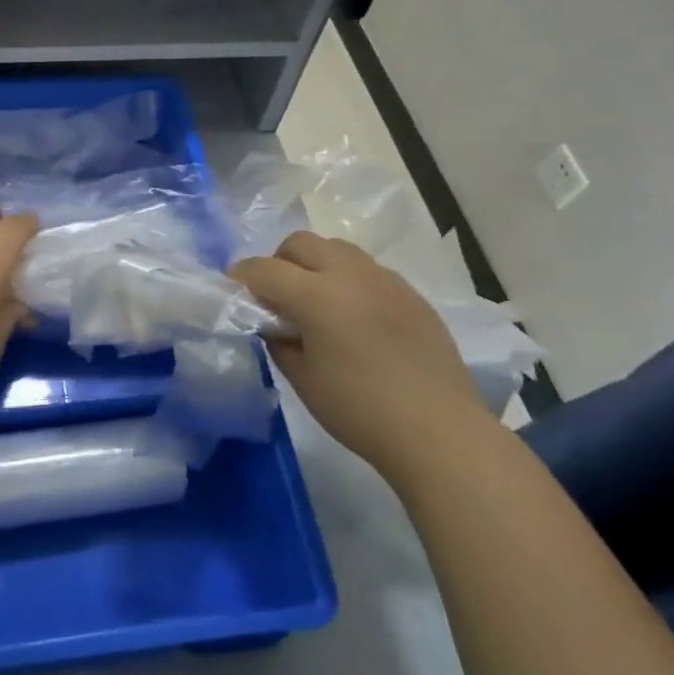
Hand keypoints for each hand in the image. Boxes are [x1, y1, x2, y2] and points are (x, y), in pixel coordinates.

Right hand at [232, 232, 483, 473]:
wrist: (440, 431)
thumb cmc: (361, 410)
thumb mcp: (304, 380)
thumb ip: (280, 342)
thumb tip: (275, 324)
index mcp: (317, 296)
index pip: (264, 269)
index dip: (242, 278)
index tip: (234, 293)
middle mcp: (351, 275)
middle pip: (301, 243)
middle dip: (279, 262)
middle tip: (276, 296)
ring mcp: (386, 280)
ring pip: (337, 249)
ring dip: (316, 264)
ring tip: (316, 302)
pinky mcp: (411, 294)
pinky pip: (368, 270)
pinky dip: (349, 280)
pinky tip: (355, 318)